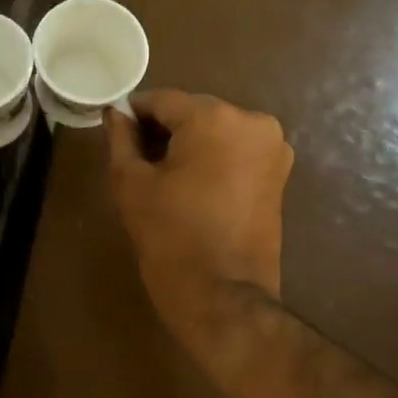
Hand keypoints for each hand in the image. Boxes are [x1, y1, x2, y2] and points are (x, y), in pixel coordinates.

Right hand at [106, 90, 293, 361]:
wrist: (223, 297)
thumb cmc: (170, 236)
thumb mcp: (131, 183)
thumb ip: (121, 138)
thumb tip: (117, 113)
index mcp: (214, 118)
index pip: (162, 100)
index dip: (134, 114)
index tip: (117, 133)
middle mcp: (252, 121)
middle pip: (193, 112)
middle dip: (165, 130)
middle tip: (138, 160)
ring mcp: (273, 147)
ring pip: (216, 130)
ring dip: (190, 144)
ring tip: (166, 178)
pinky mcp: (280, 173)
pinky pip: (237, 150)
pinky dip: (214, 158)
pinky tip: (194, 186)